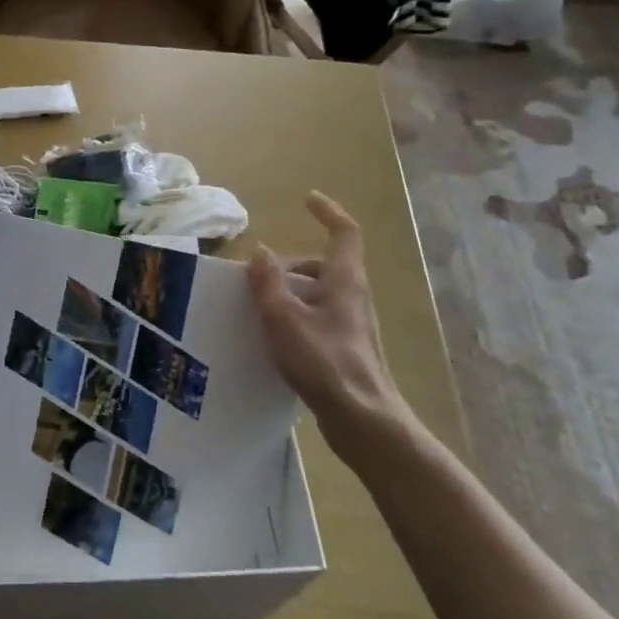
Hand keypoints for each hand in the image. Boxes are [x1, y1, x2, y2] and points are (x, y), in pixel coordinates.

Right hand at [247, 191, 411, 453]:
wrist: (361, 418)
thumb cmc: (324, 361)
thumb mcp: (285, 318)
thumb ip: (269, 284)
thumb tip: (261, 252)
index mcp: (344, 281)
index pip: (344, 233)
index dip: (328, 213)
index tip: (307, 200)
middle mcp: (352, 296)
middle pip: (324, 265)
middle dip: (290, 263)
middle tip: (259, 274)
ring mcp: (350, 324)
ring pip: (318, 293)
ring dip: (289, 291)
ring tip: (257, 307)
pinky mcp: (344, 348)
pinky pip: (316, 318)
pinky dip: (294, 316)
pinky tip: (272, 337)